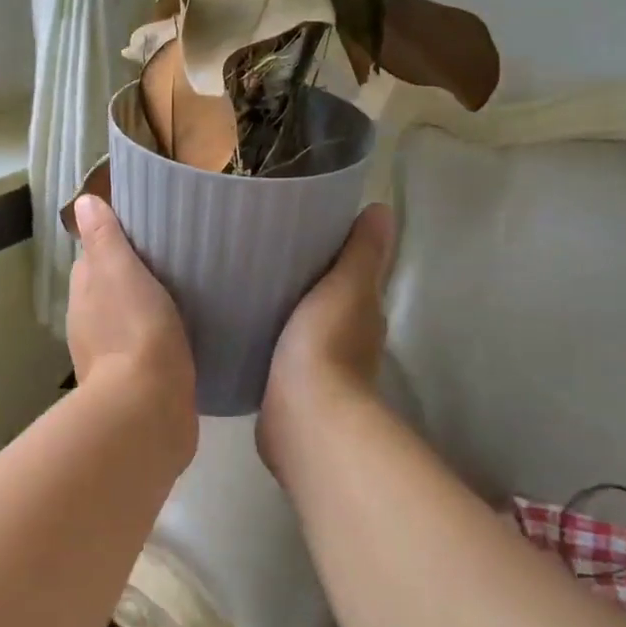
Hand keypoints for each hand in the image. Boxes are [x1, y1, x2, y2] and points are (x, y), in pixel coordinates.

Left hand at [67, 195, 195, 430]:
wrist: (149, 408)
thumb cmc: (134, 329)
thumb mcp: (118, 271)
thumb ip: (103, 237)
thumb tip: (83, 201)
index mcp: (83, 297)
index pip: (92, 260)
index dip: (112, 246)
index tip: (143, 235)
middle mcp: (89, 328)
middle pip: (108, 292)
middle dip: (130, 278)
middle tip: (171, 263)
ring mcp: (111, 361)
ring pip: (126, 323)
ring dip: (144, 311)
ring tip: (183, 297)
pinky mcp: (137, 387)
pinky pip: (146, 352)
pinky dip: (158, 341)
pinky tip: (184, 337)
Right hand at [259, 202, 395, 473]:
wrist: (304, 417)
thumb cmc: (327, 344)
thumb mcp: (347, 286)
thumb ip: (362, 251)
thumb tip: (383, 209)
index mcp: (364, 313)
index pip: (354, 275)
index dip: (336, 254)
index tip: (302, 230)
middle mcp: (348, 342)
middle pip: (327, 301)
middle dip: (305, 281)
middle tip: (266, 252)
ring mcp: (318, 369)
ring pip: (301, 327)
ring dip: (284, 311)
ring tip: (248, 285)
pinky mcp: (288, 389)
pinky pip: (277, 352)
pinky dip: (268, 338)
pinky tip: (243, 327)